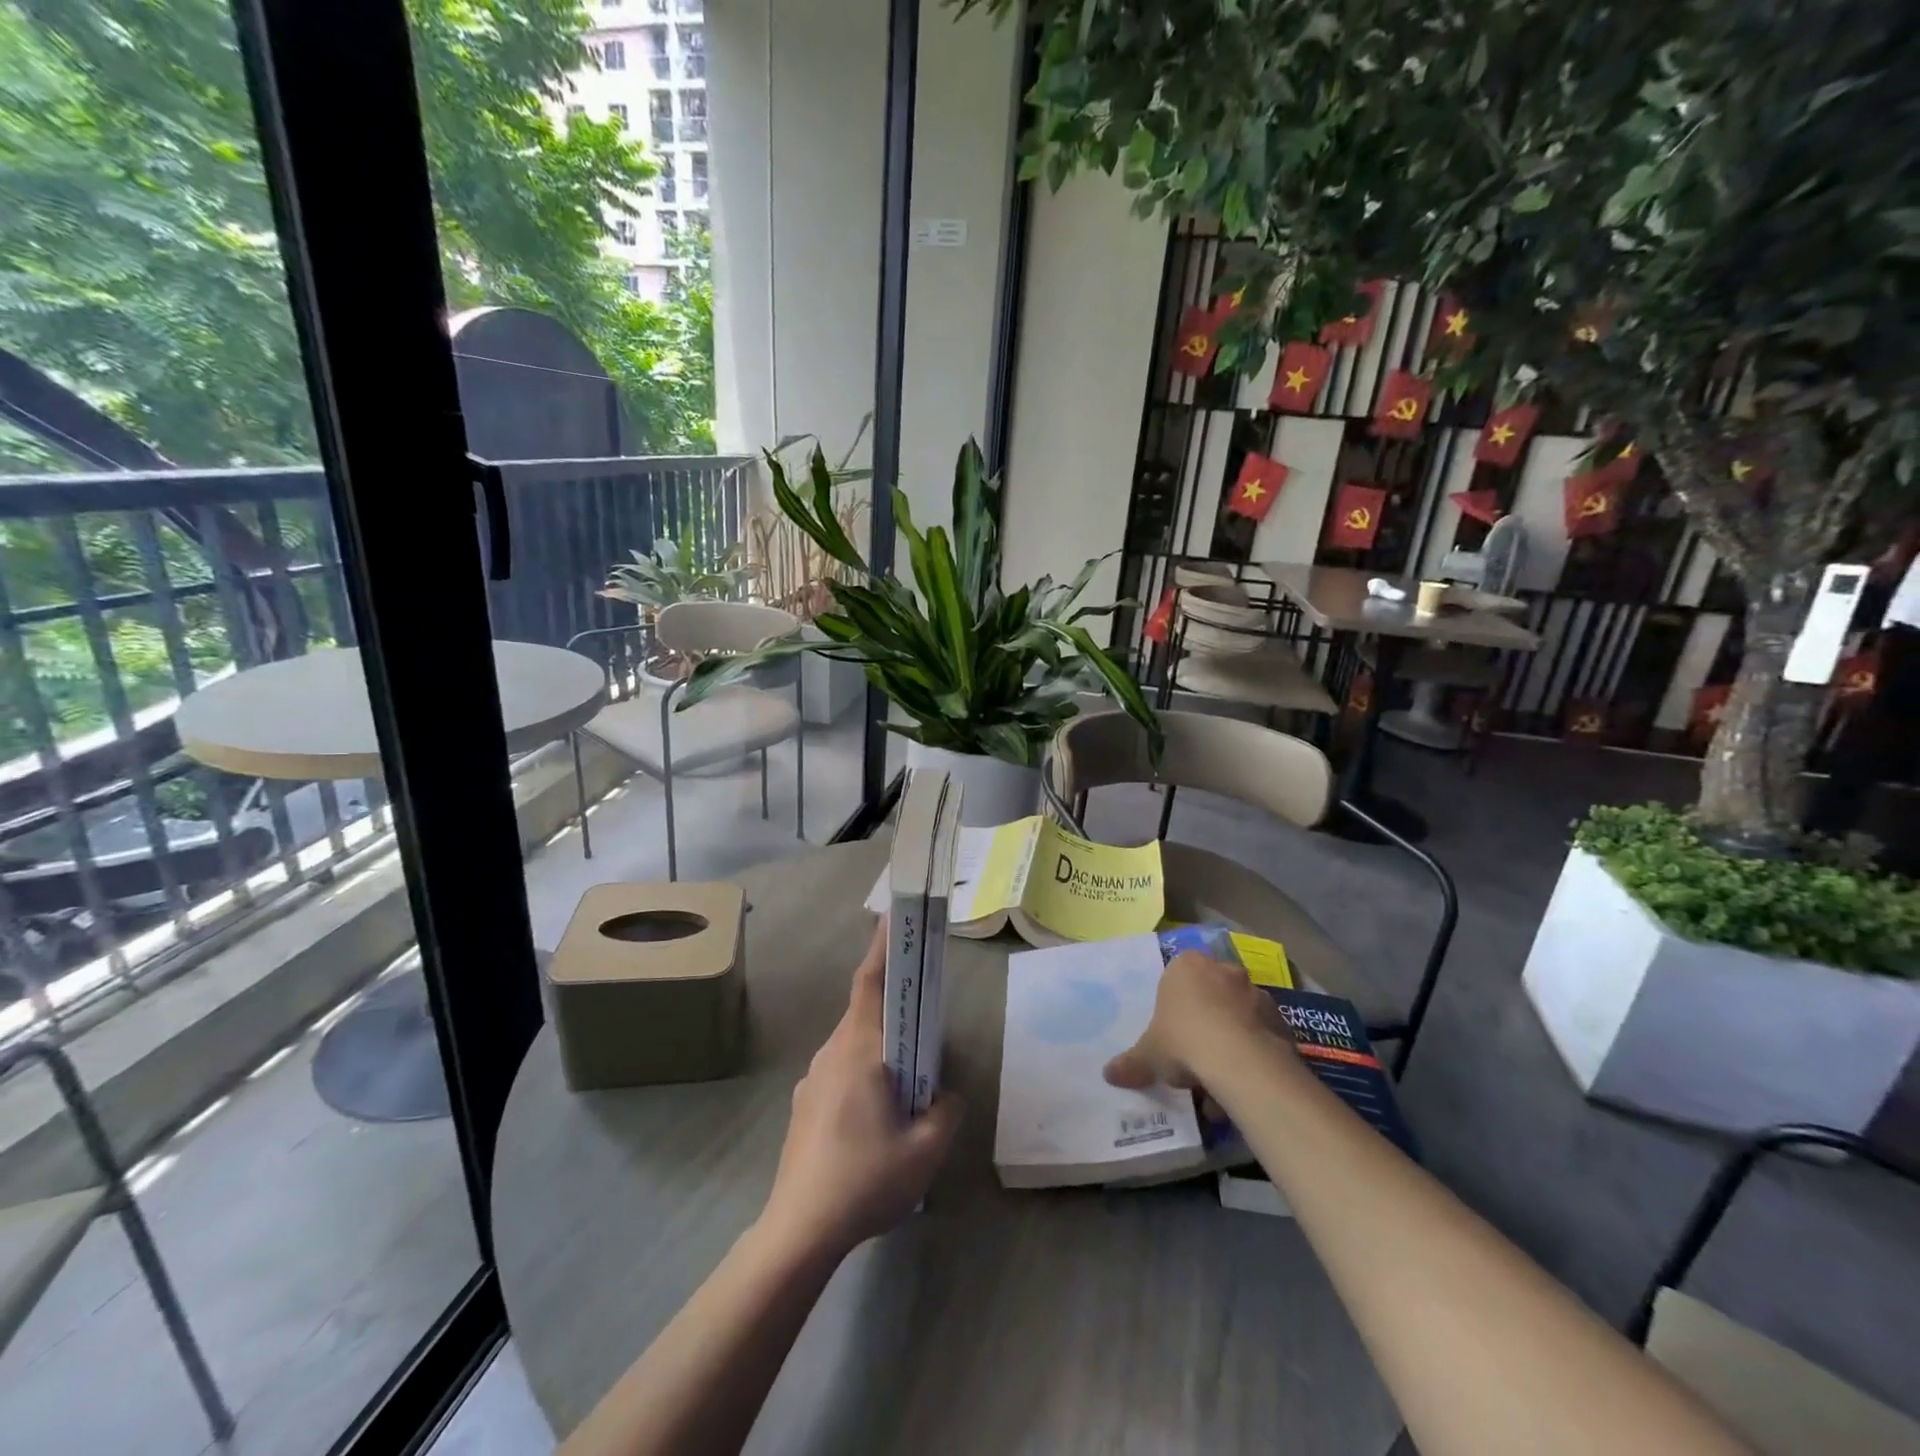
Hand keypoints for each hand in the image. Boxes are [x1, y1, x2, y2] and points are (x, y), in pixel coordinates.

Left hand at [762, 922, 962, 1257]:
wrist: (797, 1231)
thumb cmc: (864, 1180)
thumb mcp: (925, 1149)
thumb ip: (945, 1111)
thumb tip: (945, 1095)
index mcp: (858, 1050)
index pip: (869, 984)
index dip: (881, 948)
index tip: (892, 918)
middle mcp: (831, 1053)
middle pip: (864, 1012)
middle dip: (894, 1004)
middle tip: (923, 1009)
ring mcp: (813, 1079)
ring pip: (853, 1045)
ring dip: (881, 1046)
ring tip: (908, 1076)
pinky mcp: (806, 1105)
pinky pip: (842, 1071)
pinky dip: (865, 1073)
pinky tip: (878, 1117)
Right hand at [1104, 950, 1290, 1092]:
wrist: (1241, 1061)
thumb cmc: (1184, 1041)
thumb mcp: (1148, 1056)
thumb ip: (1130, 1063)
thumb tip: (1108, 1074)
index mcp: (1186, 966)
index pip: (1176, 978)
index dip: (1174, 1007)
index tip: (1171, 1034)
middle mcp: (1223, 970)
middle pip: (1210, 995)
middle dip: (1204, 1023)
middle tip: (1193, 1056)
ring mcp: (1256, 992)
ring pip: (1237, 1016)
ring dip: (1229, 1041)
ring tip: (1219, 1082)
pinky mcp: (1281, 1018)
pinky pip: (1260, 1035)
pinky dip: (1252, 1054)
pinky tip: (1242, 1084)